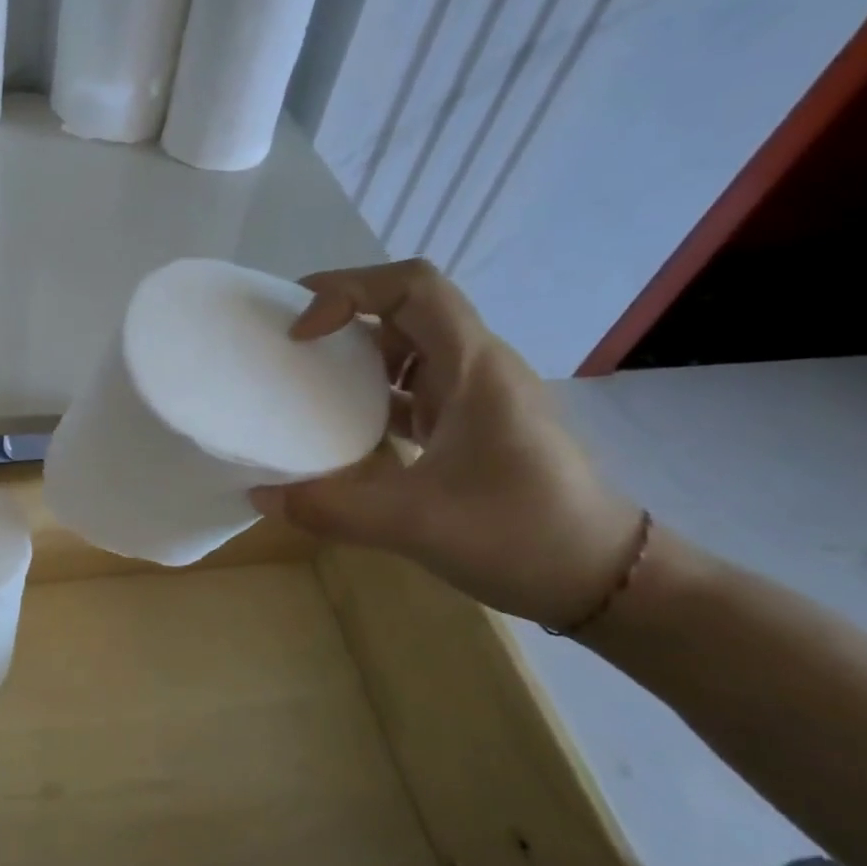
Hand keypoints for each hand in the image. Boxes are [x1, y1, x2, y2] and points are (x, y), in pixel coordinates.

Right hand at [251, 261, 641, 628]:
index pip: (413, 286)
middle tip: (288, 340)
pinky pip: (415, 391)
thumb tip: (260, 495)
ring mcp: (477, 399)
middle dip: (345, 313)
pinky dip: (374, 396)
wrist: (606, 579)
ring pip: (410, 350)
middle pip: (407, 309)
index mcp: (472, 368)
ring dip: (357, 356)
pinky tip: (343, 431)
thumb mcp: (414, 523)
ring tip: (306, 380)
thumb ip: (330, 508)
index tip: (303, 333)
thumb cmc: (521, 534)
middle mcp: (476, 369)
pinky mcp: (473, 428)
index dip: (349, 291)